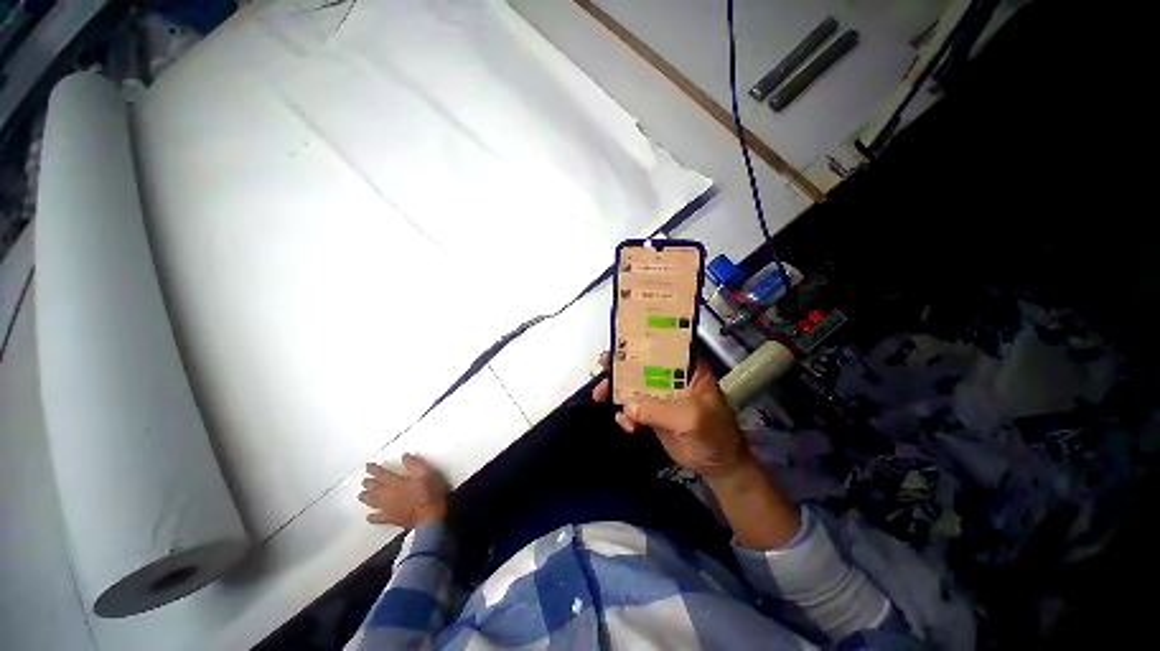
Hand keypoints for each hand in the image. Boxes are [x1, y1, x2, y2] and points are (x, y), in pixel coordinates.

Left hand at [359, 453, 448, 526]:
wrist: (430, 516)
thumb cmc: (429, 492)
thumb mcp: (427, 473)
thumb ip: (415, 464)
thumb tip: (405, 456)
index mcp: (396, 483)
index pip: (382, 474)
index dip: (374, 469)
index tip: (368, 466)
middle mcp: (388, 495)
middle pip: (374, 488)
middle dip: (368, 483)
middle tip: (364, 480)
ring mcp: (388, 508)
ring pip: (373, 502)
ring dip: (366, 498)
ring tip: (361, 495)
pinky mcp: (391, 519)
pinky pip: (379, 518)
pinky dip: (373, 517)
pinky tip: (369, 517)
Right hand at [593, 354, 752, 479]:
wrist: (717, 464)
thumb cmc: (714, 434)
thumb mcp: (691, 418)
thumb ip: (659, 410)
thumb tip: (628, 407)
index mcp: (687, 368)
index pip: (662, 346)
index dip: (640, 342)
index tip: (619, 343)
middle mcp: (671, 377)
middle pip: (641, 364)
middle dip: (620, 366)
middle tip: (602, 368)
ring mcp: (660, 395)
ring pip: (632, 385)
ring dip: (615, 390)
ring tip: (601, 397)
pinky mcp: (652, 413)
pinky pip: (631, 409)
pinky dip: (624, 415)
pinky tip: (627, 426)